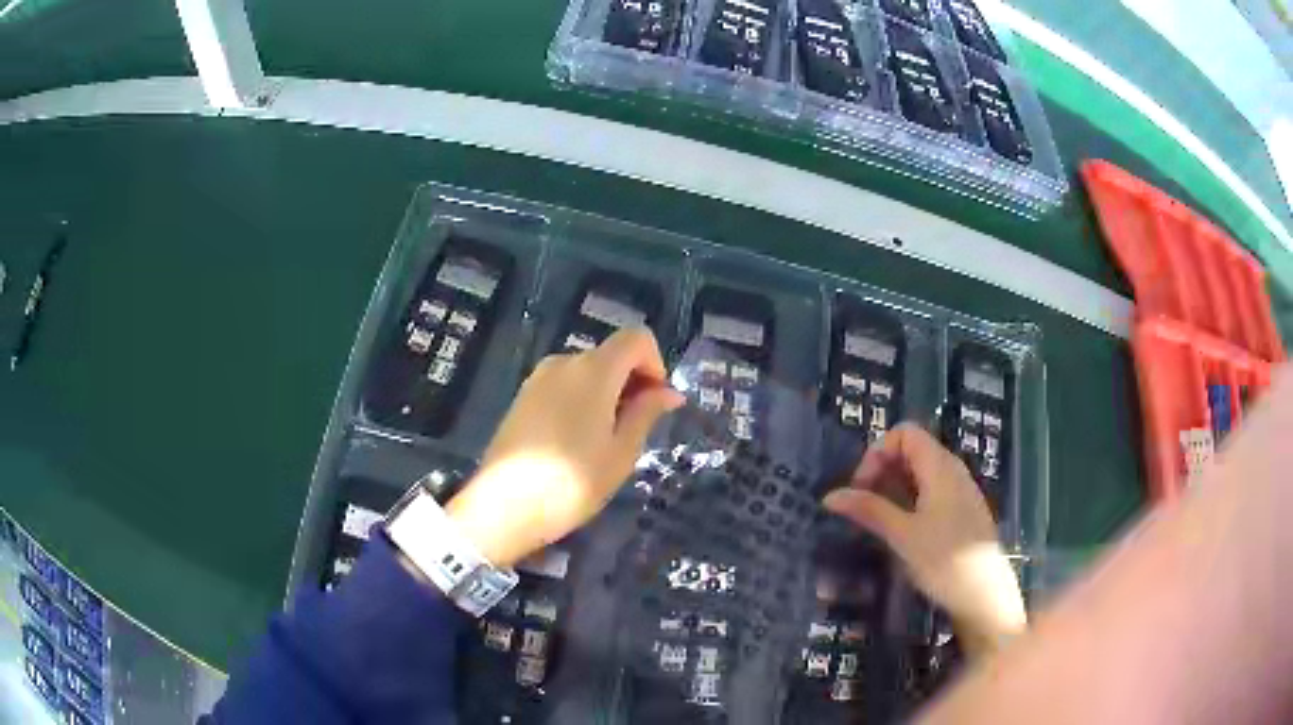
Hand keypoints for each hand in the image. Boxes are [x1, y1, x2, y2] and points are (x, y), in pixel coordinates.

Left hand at [445, 328, 684, 567]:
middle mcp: (563, 362)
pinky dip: (581, 401)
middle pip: (610, 355)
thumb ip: (646, 413)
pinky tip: (576, 442)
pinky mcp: (521, 398)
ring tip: (605, 442)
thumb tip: (668, 392)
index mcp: (593, 370)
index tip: (656, 404)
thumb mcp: (621, 452)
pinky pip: (563, 386)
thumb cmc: (572, 483)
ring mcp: (537, 379)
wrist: (503, 509)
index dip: (655, 364)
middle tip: (636, 431)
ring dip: (607, 394)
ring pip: (587, 372)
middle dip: (632, 382)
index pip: (636, 338)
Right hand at [823, 423, 1025, 658]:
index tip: (862, 488)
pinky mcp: (963, 512)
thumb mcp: (902, 535)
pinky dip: (911, 501)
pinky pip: (933, 491)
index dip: (878, 453)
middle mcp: (953, 470)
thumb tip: (830, 495)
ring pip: (922, 473)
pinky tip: (903, 531)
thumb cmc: (944, 561)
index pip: (904, 433)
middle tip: (864, 507)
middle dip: (883, 470)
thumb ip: (869, 510)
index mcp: (941, 467)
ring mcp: (961, 491)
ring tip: (878, 520)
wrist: (985, 596)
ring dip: (895, 488)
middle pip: (913, 450)